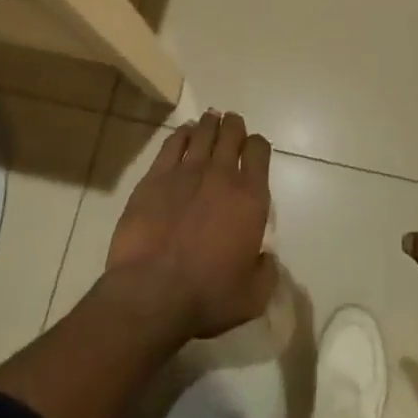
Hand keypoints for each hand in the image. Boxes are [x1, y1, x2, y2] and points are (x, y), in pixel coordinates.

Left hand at [105, 110, 275, 340]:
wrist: (151, 293)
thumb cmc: (207, 296)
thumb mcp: (253, 295)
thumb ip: (266, 270)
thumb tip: (265, 256)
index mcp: (250, 197)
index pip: (259, 151)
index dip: (258, 145)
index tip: (254, 149)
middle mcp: (222, 175)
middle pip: (231, 133)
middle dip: (234, 126)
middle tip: (232, 125)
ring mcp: (186, 172)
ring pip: (203, 132)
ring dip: (210, 124)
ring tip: (211, 120)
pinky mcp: (155, 177)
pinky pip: (173, 144)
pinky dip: (182, 134)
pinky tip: (184, 133)